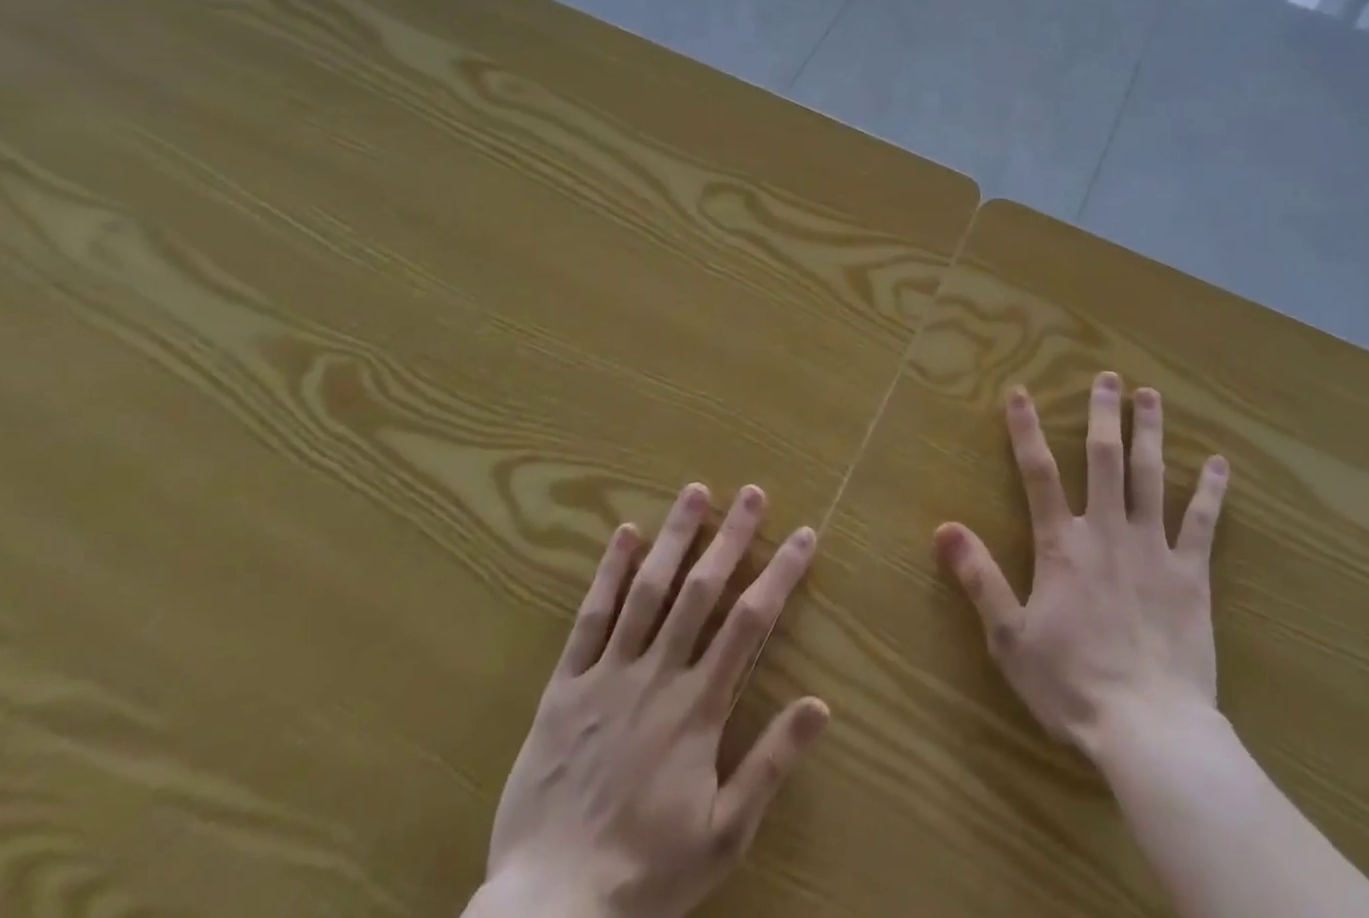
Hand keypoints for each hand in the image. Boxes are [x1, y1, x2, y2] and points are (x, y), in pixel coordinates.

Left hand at [470, 484, 828, 917]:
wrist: (546, 914)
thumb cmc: (644, 874)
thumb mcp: (723, 835)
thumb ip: (771, 764)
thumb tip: (821, 704)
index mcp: (698, 708)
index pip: (749, 623)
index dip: (779, 574)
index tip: (803, 535)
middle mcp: (657, 676)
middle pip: (701, 591)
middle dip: (730, 537)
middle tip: (752, 492)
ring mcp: (607, 677)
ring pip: (647, 592)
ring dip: (675, 538)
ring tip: (695, 493)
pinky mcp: (564, 688)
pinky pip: (589, 620)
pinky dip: (607, 574)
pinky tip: (624, 534)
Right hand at [935, 373, 1229, 758]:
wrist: (1149, 728)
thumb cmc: (1072, 685)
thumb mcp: (1009, 638)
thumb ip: (979, 578)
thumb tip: (944, 528)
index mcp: (1063, 544)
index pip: (1038, 473)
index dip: (1026, 430)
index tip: (1020, 392)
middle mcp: (1107, 531)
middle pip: (1103, 459)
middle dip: (1103, 414)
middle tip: (1108, 377)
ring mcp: (1153, 548)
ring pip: (1151, 476)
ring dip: (1149, 432)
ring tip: (1151, 395)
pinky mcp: (1191, 573)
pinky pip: (1202, 523)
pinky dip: (1210, 491)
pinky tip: (1218, 462)